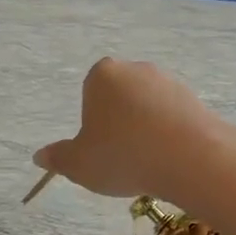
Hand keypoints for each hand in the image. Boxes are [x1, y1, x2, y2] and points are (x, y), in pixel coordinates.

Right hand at [33, 58, 229, 203]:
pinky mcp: (196, 99)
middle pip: (121, 97)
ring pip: (149, 107)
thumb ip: (58, 158)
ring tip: (148, 162)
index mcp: (102, 75)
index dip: (92, 121)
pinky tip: (171, 159)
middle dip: (120, 122)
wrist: (190, 158)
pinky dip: (170, 135)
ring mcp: (169, 82)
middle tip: (122, 157)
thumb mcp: (80, 164)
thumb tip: (39, 156)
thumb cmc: (123, 156)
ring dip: (146, 129)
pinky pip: (174, 117)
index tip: (99, 147)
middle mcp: (136, 69)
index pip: (90, 91)